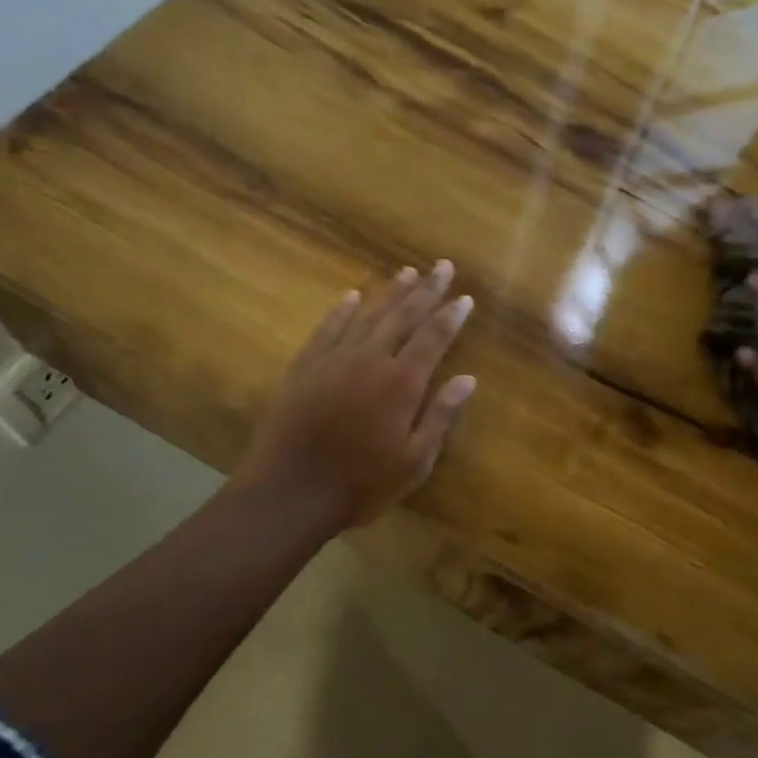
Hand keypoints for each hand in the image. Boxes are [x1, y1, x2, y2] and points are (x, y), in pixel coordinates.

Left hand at [240, 262, 476, 527]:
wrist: (290, 492)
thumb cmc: (362, 484)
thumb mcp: (415, 461)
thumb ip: (441, 416)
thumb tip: (468, 380)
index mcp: (402, 383)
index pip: (434, 338)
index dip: (451, 316)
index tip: (465, 297)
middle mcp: (370, 360)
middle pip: (404, 316)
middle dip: (427, 290)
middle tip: (443, 266)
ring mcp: (334, 360)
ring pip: (368, 315)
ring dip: (390, 293)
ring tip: (408, 272)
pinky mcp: (304, 368)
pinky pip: (327, 329)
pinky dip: (341, 311)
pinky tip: (351, 296)